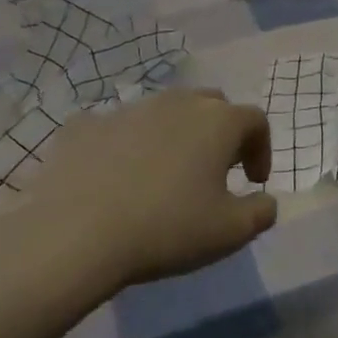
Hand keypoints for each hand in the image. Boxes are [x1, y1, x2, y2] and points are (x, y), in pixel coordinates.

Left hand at [1, 90, 277, 313]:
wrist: (73, 234)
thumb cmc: (167, 229)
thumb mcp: (232, 232)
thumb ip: (261, 211)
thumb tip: (264, 200)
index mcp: (217, 122)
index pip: (255, 120)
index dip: (262, 149)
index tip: (254, 181)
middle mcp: (175, 103)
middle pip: (211, 105)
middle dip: (221, 132)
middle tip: (216, 169)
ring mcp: (126, 110)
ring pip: (163, 113)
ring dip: (175, 136)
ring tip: (166, 175)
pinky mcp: (84, 125)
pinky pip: (117, 129)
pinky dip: (128, 146)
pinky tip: (118, 178)